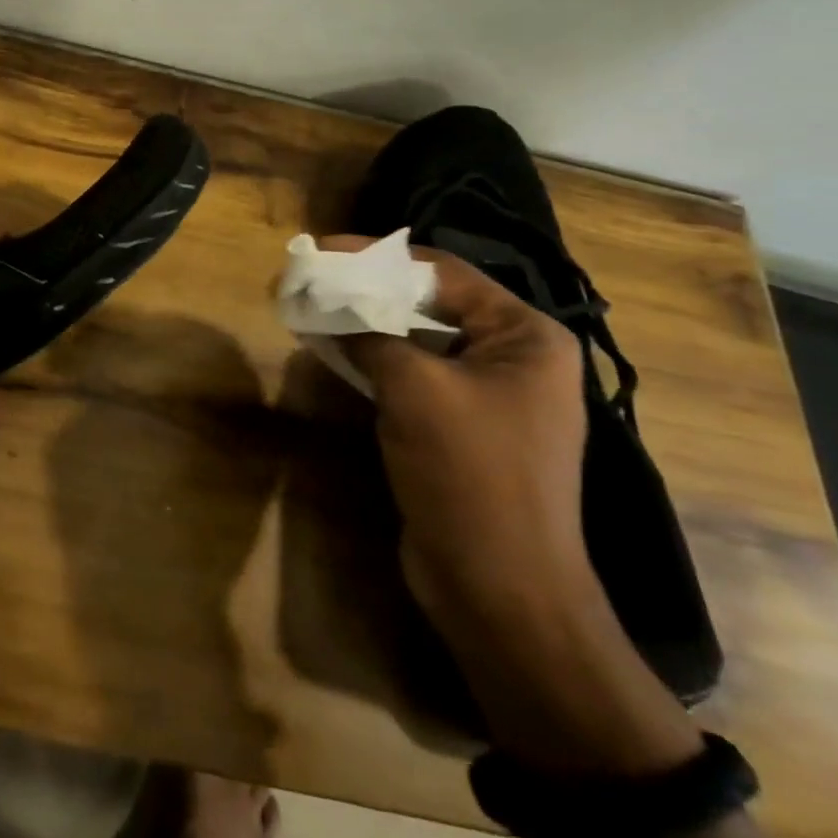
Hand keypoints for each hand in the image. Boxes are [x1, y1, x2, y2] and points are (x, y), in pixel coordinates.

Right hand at [321, 236, 705, 779]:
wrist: (499, 589)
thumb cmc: (470, 474)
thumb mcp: (415, 389)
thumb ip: (370, 334)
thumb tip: (327, 305)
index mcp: (525, 336)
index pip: (443, 272)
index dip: (378, 255)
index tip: (322, 249)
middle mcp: (513, 357)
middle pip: (430, 302)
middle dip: (369, 289)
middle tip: (312, 277)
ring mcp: (488, 395)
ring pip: (417, 339)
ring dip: (367, 323)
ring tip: (313, 307)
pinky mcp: (461, 426)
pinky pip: (413, 375)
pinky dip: (374, 359)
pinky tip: (333, 350)